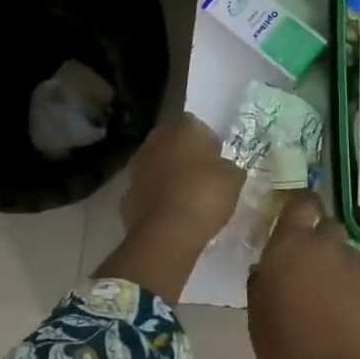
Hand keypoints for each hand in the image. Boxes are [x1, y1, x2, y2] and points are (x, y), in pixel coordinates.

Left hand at [118, 114, 244, 256]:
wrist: (167, 233)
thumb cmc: (204, 195)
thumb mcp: (233, 179)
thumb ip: (228, 167)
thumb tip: (224, 168)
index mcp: (182, 128)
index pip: (196, 125)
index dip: (207, 142)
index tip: (216, 159)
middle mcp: (155, 141)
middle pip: (172, 143)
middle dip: (185, 156)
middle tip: (202, 176)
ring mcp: (136, 168)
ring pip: (157, 166)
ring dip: (169, 176)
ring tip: (188, 198)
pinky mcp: (126, 196)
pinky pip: (148, 192)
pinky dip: (157, 199)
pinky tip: (172, 215)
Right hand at [247, 193, 359, 358]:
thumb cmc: (284, 349)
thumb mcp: (259, 311)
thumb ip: (265, 279)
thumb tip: (270, 268)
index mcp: (291, 245)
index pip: (301, 203)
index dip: (301, 208)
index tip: (296, 220)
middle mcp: (327, 245)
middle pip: (328, 227)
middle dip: (321, 242)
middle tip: (311, 272)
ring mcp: (358, 263)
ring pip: (347, 256)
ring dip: (339, 271)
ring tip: (333, 307)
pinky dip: (358, 292)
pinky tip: (352, 322)